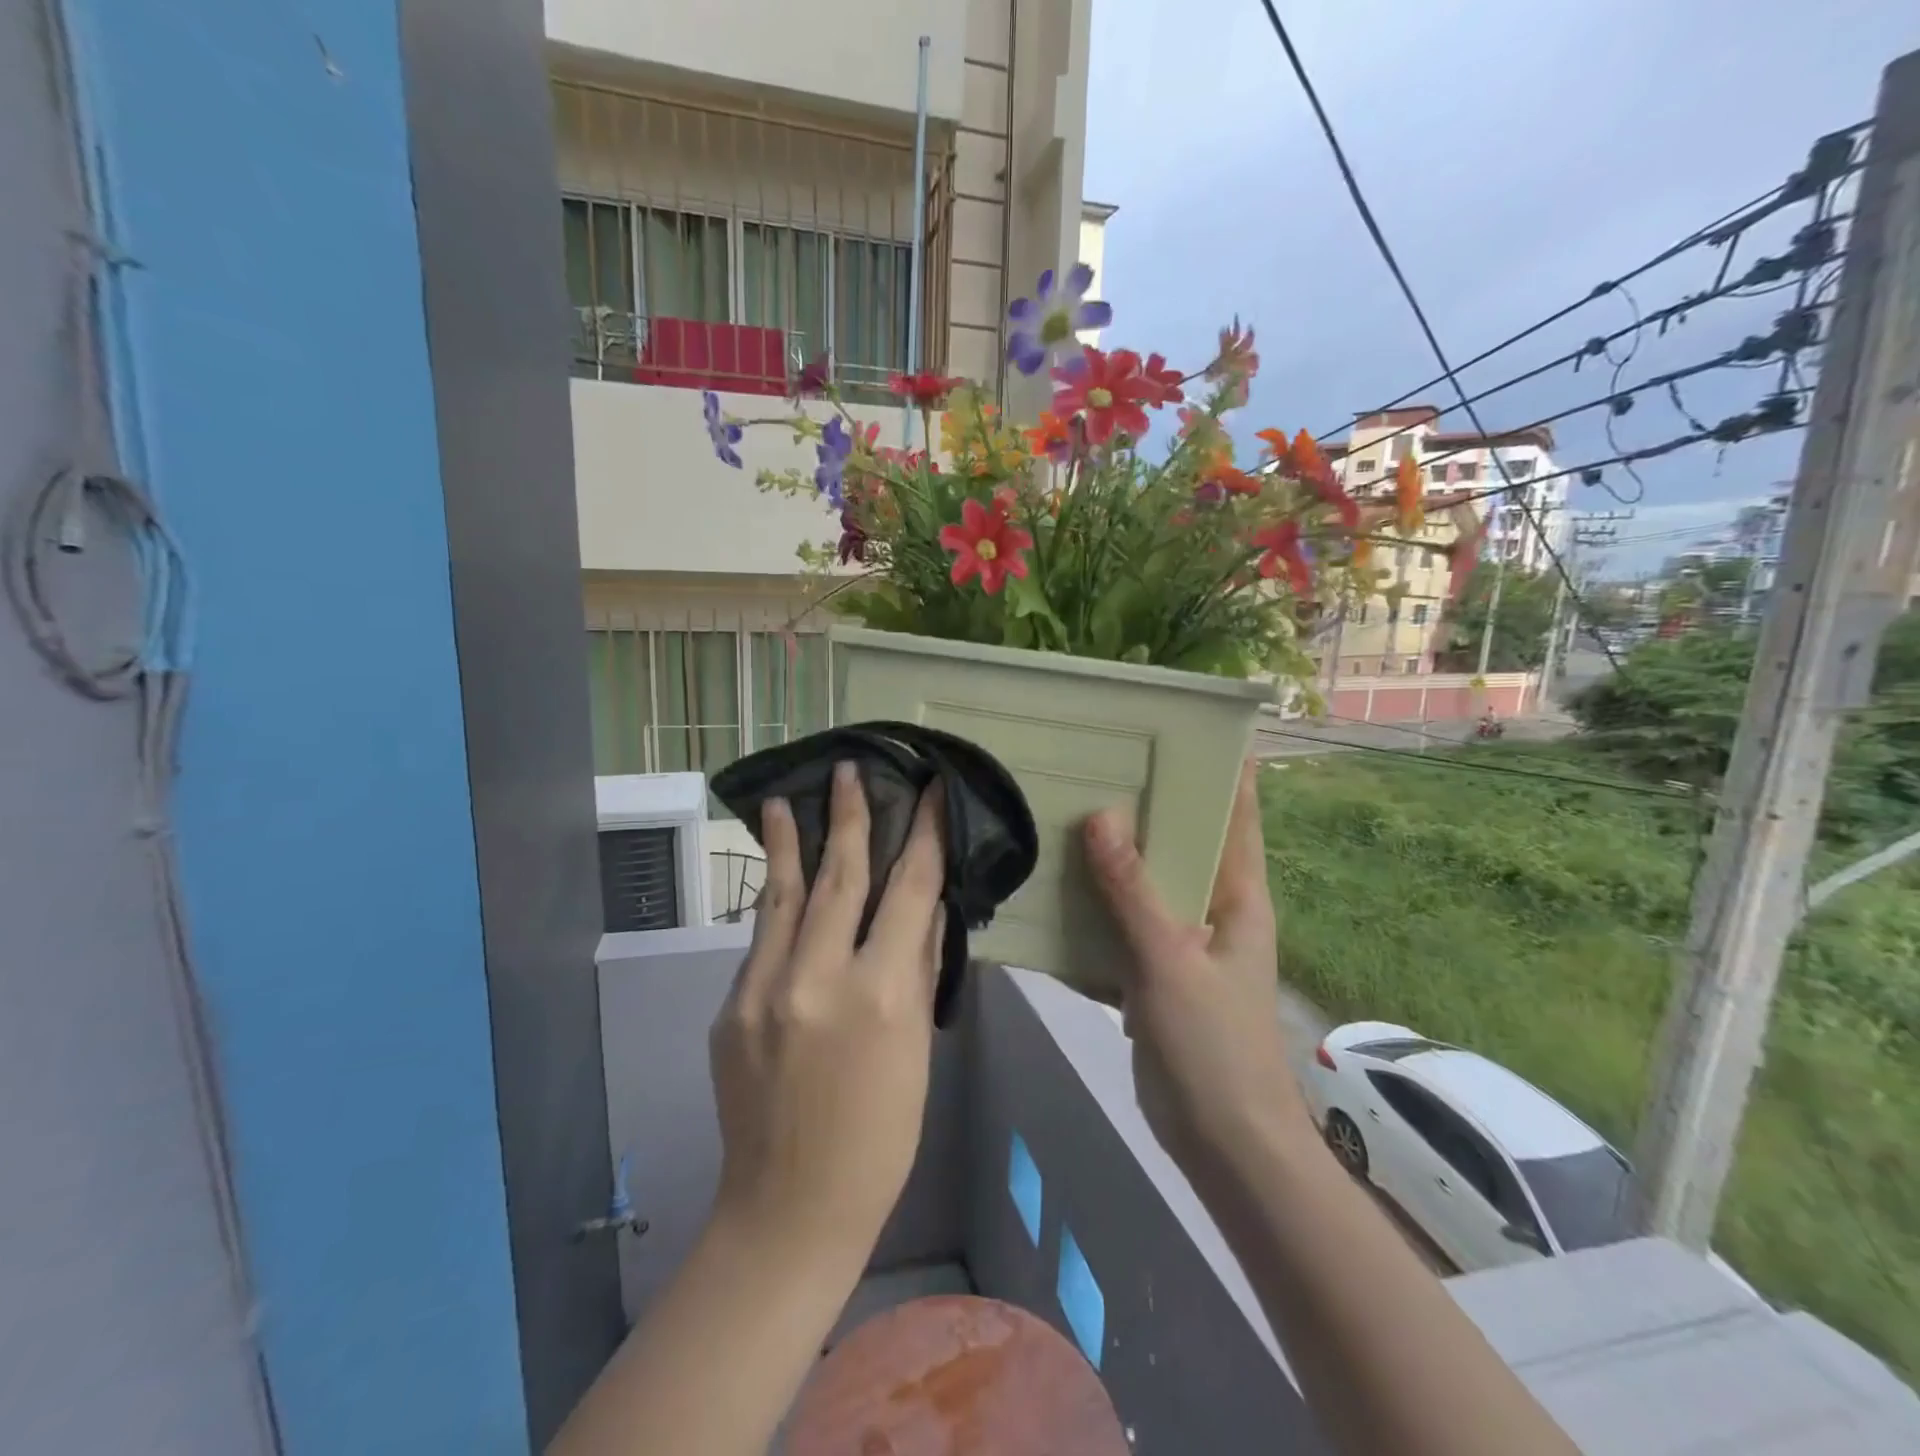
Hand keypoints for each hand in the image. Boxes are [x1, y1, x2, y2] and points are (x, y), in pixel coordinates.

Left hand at [708, 762, 945, 1270]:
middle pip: (840, 876)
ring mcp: (763, 989)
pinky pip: (762, 941)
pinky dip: (775, 906)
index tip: (928, 792)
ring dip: (789, 844)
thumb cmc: (880, 1136)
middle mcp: (818, 977)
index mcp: (880, 993)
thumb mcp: (916, 1050)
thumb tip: (923, 905)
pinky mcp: (729, 1006)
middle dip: (850, 817)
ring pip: (783, 895)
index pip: (909, 890)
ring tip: (787, 799)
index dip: (923, 834)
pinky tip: (779, 885)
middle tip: (849, 769)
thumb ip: (917, 968)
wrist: (790, 1208)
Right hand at [1083, 760, 1307, 1180]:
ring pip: (1146, 883)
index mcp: (1238, 895)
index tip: (1181, 726)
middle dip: (1146, 805)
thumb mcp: (1169, 961)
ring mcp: (1182, 943)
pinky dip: (1095, 908)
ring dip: (1113, 856)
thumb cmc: (1214, 1046)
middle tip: (1097, 761)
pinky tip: (1052, 889)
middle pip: (1182, 841)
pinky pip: (1122, 926)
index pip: (1237, 813)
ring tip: (1064, 811)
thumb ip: (1132, 890)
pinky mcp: (1154, 974)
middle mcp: (1214, 909)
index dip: (1221, 767)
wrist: (1223, 1144)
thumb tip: (1100, 815)